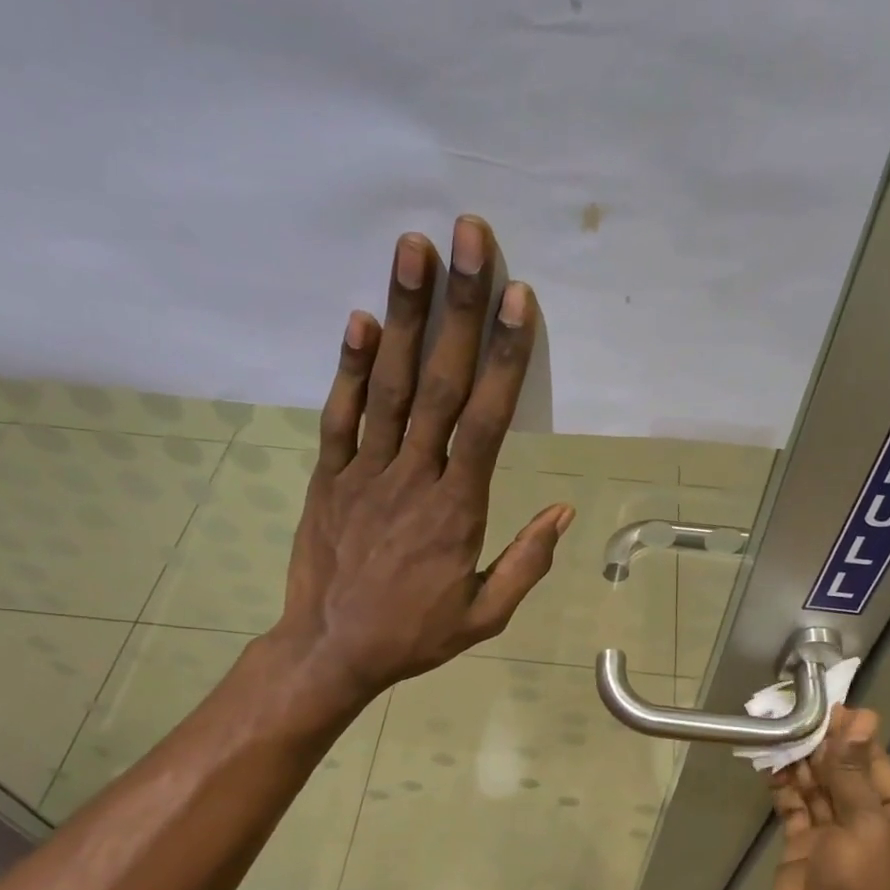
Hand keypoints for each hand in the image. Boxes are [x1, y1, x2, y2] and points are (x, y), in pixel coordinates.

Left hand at [276, 216, 573, 707]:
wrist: (330, 652)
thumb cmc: (413, 634)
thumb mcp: (484, 616)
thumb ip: (524, 563)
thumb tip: (562, 512)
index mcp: (457, 510)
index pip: (488, 421)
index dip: (505, 357)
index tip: (518, 298)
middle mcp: (412, 477)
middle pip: (441, 384)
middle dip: (459, 308)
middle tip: (469, 237)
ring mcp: (364, 473)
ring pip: (388, 386)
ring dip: (402, 315)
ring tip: (412, 249)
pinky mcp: (327, 477)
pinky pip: (339, 416)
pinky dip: (348, 367)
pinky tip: (359, 318)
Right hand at [768, 706, 889, 889]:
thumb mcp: (866, 830)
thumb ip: (854, 775)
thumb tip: (862, 721)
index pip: (878, 767)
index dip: (855, 737)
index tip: (830, 705)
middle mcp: (874, 830)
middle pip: (846, 777)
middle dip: (823, 747)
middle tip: (794, 710)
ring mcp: (837, 843)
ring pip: (818, 792)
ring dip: (800, 764)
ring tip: (777, 728)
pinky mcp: (804, 856)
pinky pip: (795, 812)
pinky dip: (783, 789)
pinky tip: (769, 763)